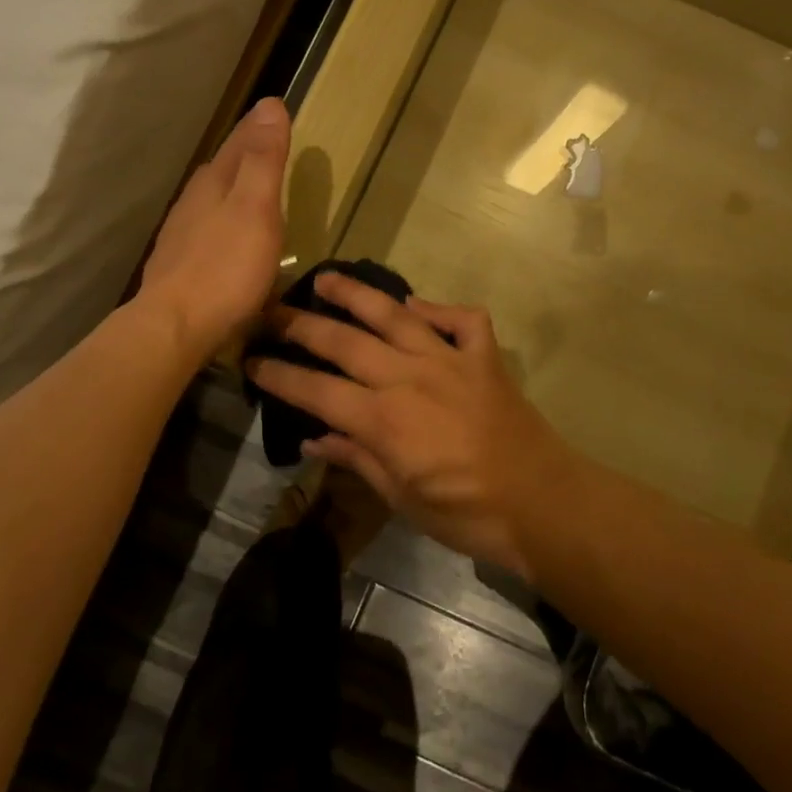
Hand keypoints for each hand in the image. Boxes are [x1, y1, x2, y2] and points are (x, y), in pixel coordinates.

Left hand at [137, 98, 289, 363]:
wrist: (175, 325)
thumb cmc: (225, 267)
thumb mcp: (256, 208)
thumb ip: (263, 160)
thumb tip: (269, 104)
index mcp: (215, 183)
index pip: (239, 143)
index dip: (258, 127)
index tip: (274, 110)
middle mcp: (194, 201)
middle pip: (223, 167)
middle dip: (243, 152)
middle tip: (265, 141)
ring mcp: (182, 234)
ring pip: (211, 197)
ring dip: (231, 186)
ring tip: (249, 184)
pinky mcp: (179, 264)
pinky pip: (206, 227)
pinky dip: (222, 219)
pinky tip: (228, 234)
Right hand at [245, 271, 581, 578]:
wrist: (541, 502)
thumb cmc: (465, 513)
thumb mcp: (401, 498)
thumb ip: (356, 460)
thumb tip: (312, 438)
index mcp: (384, 420)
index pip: (317, 390)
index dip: (279, 375)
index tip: (251, 361)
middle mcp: (409, 378)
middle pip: (345, 342)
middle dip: (302, 325)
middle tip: (273, 310)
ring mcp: (449, 361)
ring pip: (395, 316)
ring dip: (358, 294)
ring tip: (327, 277)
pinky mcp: (483, 357)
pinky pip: (460, 320)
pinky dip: (438, 308)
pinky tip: (417, 306)